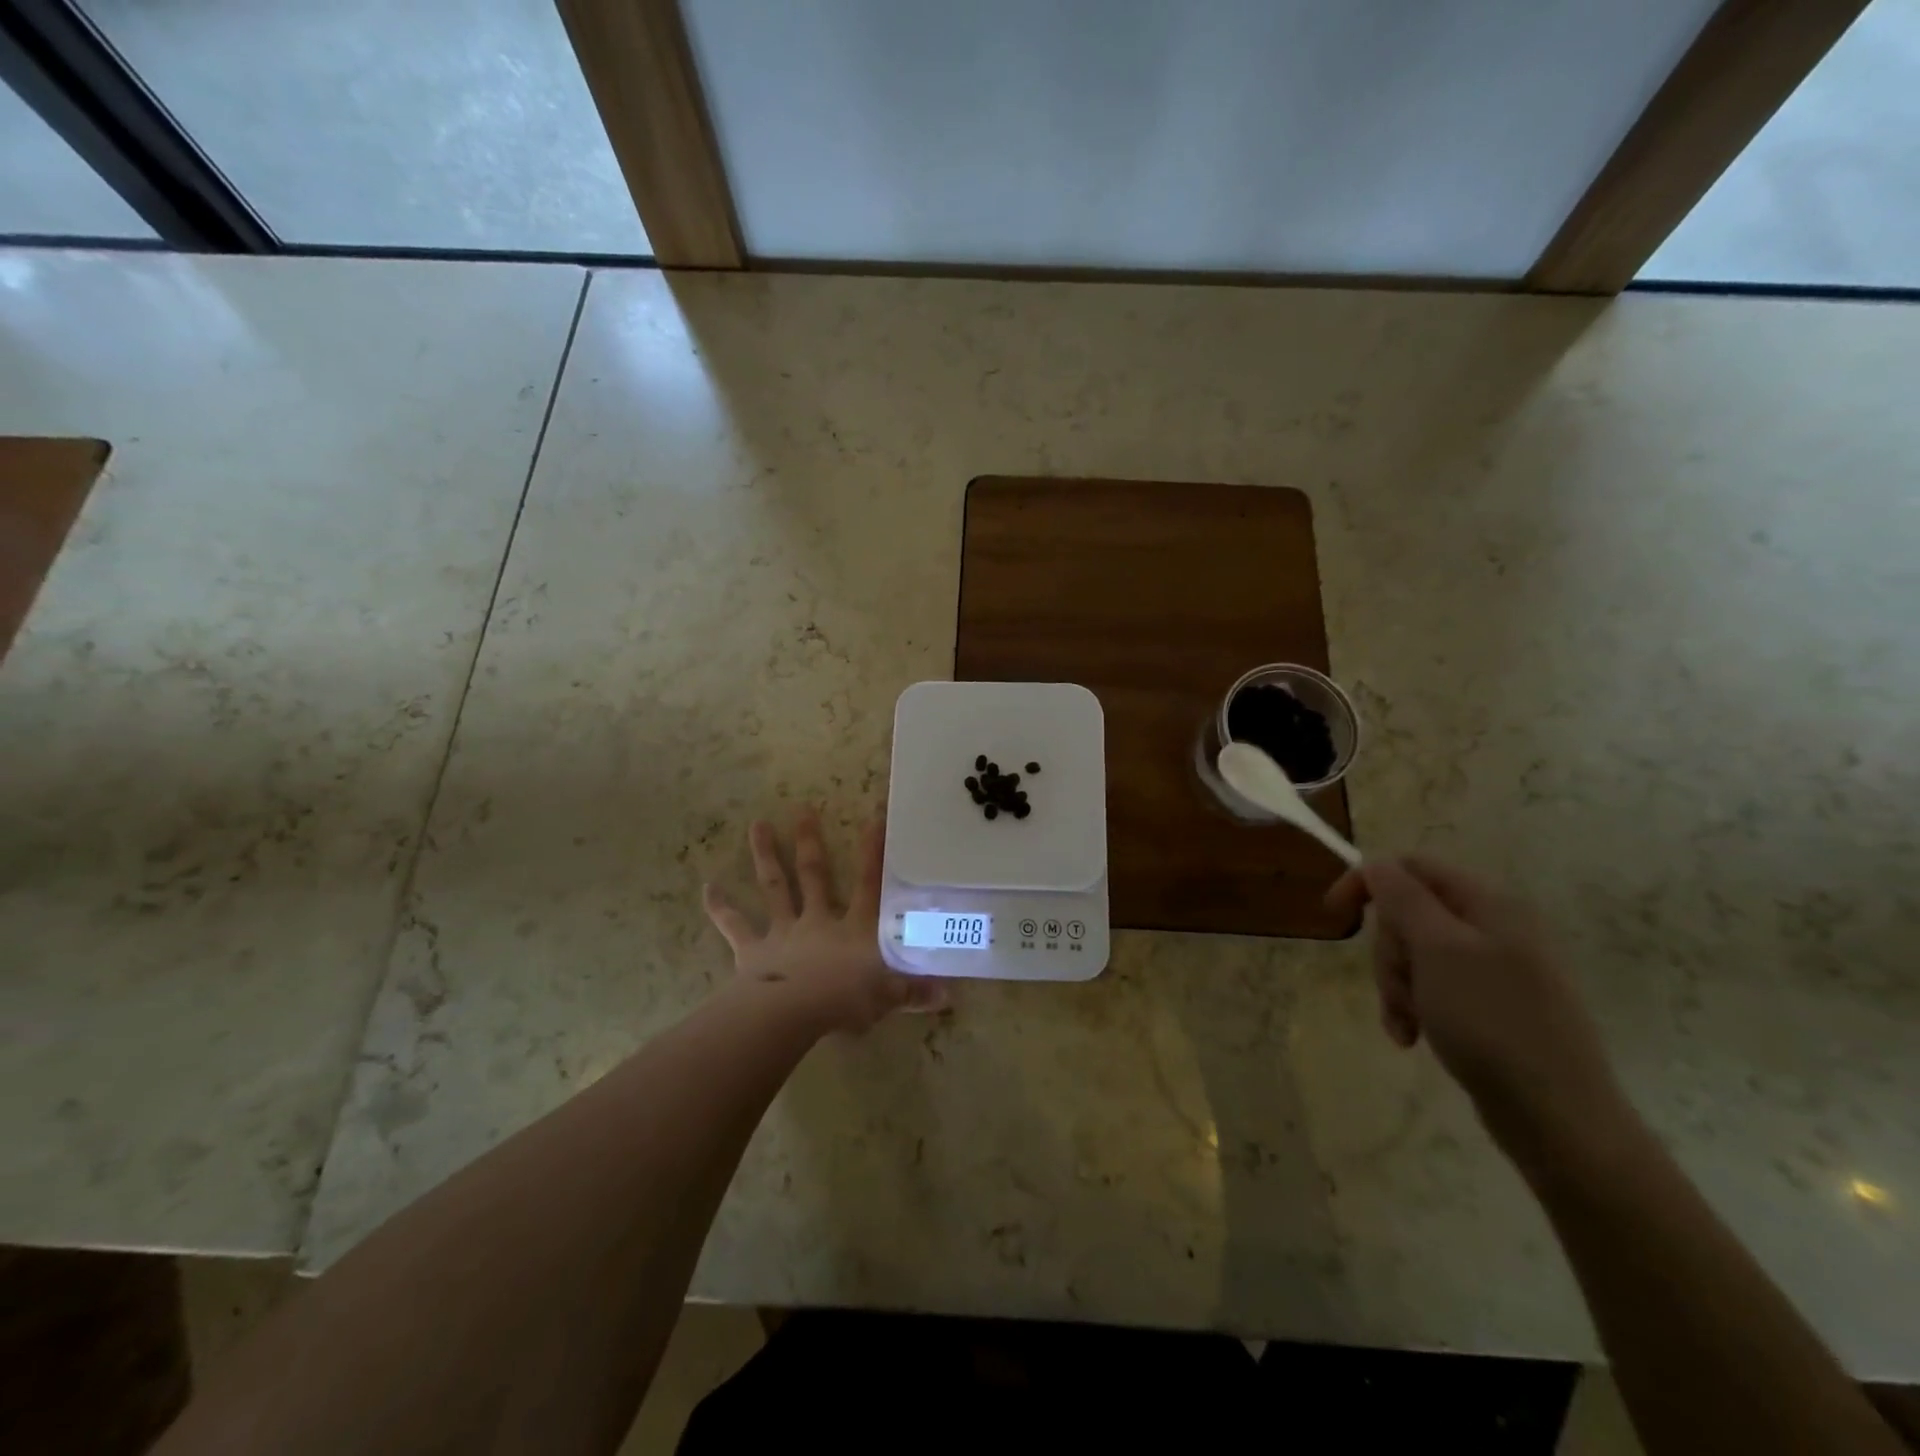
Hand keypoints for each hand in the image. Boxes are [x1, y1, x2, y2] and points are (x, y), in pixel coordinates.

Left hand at [703, 810, 942, 1034]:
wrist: (790, 1015)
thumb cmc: (843, 1002)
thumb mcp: (887, 998)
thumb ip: (915, 993)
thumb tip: (950, 995)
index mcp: (854, 929)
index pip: (869, 885)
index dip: (874, 852)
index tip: (875, 816)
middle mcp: (818, 921)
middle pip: (815, 875)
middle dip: (810, 842)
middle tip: (803, 808)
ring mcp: (783, 932)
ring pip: (775, 887)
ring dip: (766, 855)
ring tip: (758, 825)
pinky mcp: (753, 951)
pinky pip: (735, 926)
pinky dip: (720, 908)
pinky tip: (707, 887)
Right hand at [1328, 855, 1625, 1159]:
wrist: (1558, 1117)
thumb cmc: (1491, 1022)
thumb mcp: (1437, 949)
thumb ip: (1402, 897)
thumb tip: (1377, 865)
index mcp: (1489, 904)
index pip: (1411, 867)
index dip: (1367, 882)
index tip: (1333, 914)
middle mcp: (1495, 927)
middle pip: (1409, 914)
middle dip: (1390, 952)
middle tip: (1397, 989)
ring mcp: (1495, 968)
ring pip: (1416, 954)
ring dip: (1398, 986)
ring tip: (1406, 1023)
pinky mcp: (1490, 1005)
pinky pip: (1433, 988)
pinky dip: (1414, 1008)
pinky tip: (1411, 1036)